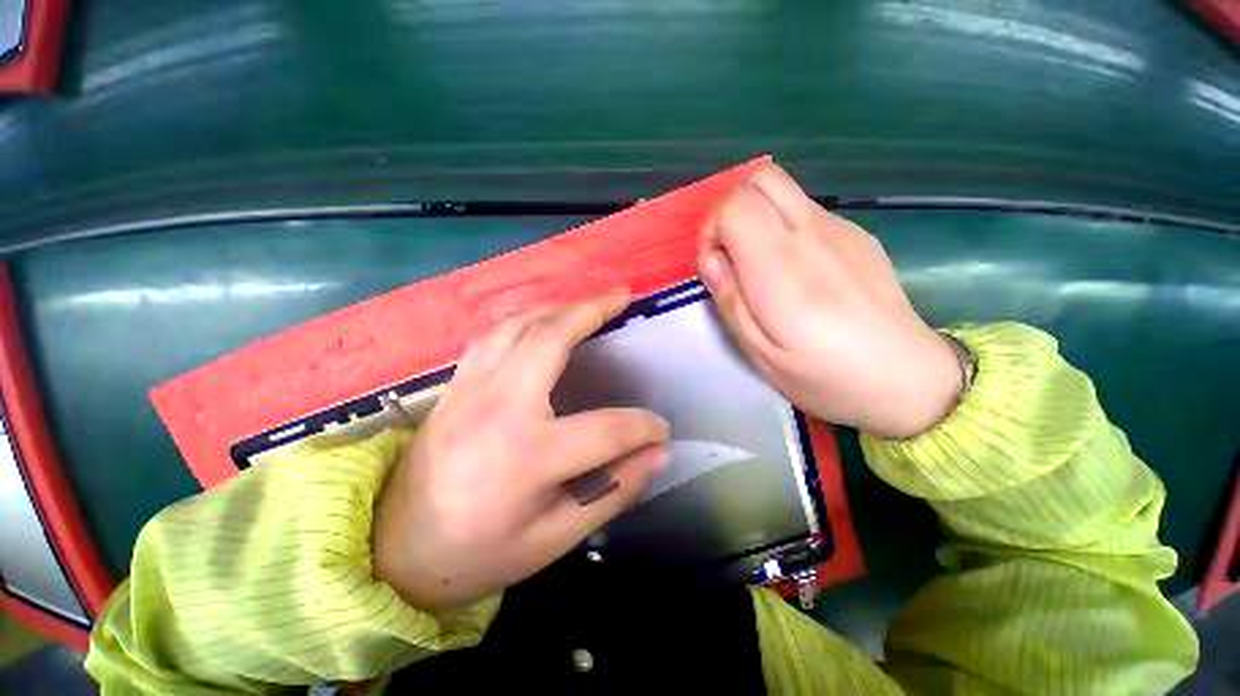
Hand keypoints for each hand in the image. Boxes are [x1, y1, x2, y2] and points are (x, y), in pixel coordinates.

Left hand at [374, 292, 669, 612]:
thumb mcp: (554, 539)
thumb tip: (657, 455)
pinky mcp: (454, 386)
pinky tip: (542, 324)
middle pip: (552, 338)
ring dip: (558, 308)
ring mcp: (469, 389)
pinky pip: (493, 336)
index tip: (660, 431)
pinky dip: (525, 321)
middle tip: (622, 298)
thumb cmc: (478, 555)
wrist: (394, 554)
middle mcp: (497, 407)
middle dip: (593, 311)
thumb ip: (613, 491)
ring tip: (588, 305)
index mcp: (526, 456)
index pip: (606, 430)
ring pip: (517, 325)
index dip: (643, 428)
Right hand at [697, 163, 961, 439]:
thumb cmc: (825, 375)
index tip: (716, 266)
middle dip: (732, 209)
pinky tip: (797, 271)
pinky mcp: (859, 235)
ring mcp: (841, 229)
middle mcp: (812, 234)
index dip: (713, 229)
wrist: (909, 379)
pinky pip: (808, 211)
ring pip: (785, 190)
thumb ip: (729, 300)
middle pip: (762, 178)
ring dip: (758, 217)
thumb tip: (711, 260)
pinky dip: (785, 227)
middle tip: (731, 254)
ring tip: (761, 267)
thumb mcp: (760, 352)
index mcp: (781, 268)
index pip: (736, 206)